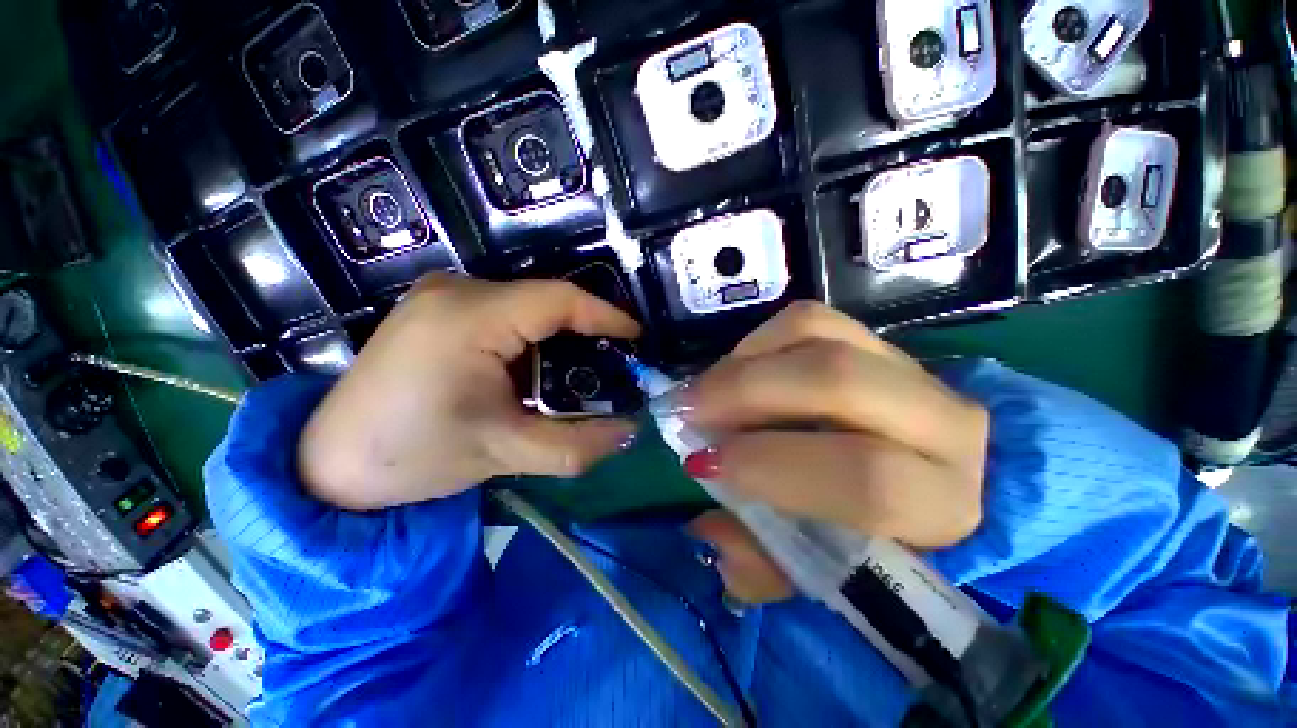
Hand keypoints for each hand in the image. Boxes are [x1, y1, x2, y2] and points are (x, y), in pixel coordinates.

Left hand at [297, 274, 640, 510]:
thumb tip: (630, 433)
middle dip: (585, 331)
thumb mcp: (504, 452)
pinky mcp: (437, 308)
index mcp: (469, 318)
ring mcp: (442, 295)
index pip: (558, 299)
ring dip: (559, 337)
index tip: (635, 336)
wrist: (327, 464)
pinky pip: (505, 312)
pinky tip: (537, 369)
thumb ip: (576, 446)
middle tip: (613, 363)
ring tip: (579, 372)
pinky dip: (533, 338)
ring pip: (527, 305)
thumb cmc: (411, 458)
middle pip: (544, 301)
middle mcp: (455, 291)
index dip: (605, 315)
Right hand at [675, 302, 987, 602]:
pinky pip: (809, 320)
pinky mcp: (876, 339)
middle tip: (686, 409)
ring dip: (744, 362)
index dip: (771, 465)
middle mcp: (943, 424)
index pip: (866, 477)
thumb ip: (766, 565)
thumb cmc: (874, 534)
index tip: (701, 463)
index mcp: (941, 503)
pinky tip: (736, 369)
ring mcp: (908, 368)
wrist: (925, 471)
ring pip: (817, 336)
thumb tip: (708, 531)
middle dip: (743, 392)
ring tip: (706, 390)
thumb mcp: (819, 571)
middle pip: (836, 381)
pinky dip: (758, 341)